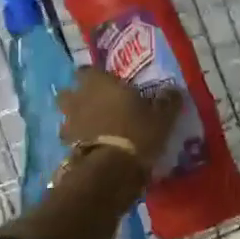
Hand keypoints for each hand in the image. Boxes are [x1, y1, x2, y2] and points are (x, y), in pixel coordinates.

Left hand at [59, 66, 183, 177]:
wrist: (111, 169)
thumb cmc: (137, 133)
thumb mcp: (162, 117)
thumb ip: (167, 101)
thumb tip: (173, 91)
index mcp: (99, 82)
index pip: (88, 69)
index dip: (95, 76)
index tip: (106, 82)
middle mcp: (79, 98)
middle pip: (69, 92)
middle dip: (78, 96)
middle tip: (95, 104)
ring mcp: (69, 122)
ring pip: (67, 115)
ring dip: (76, 119)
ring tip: (92, 128)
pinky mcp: (66, 146)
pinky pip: (70, 138)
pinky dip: (77, 140)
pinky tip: (91, 147)